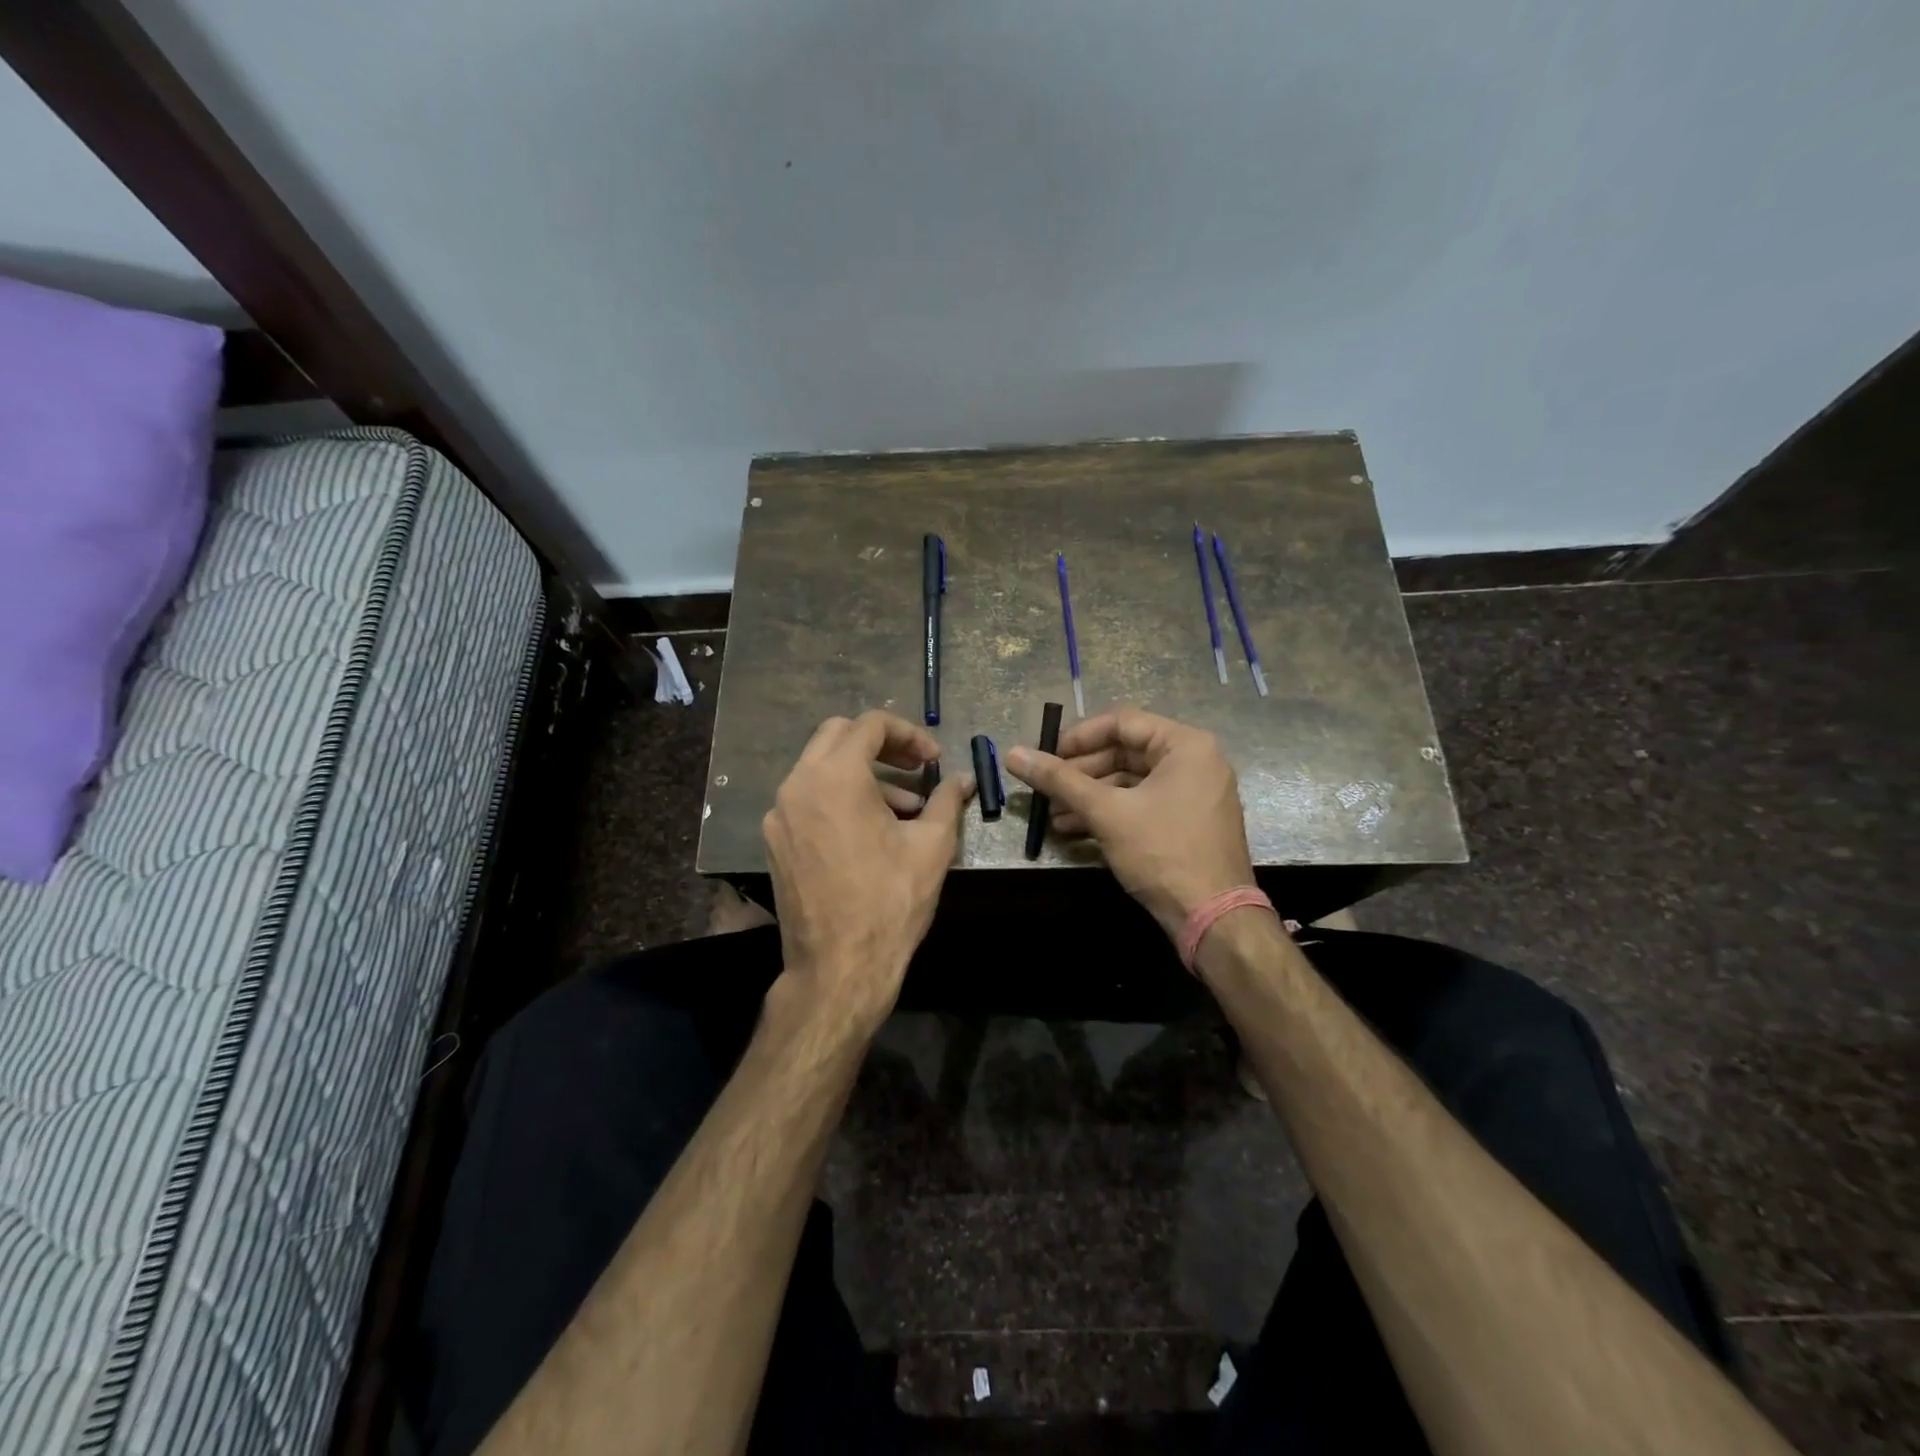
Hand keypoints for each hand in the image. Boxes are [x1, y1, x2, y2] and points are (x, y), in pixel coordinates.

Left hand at [762, 711, 973, 1026]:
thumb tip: (963, 779)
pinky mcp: (774, 842)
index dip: (909, 734)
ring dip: (862, 774)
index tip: (933, 760)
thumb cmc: (890, 901)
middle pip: (837, 736)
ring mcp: (779, 815)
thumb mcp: (932, 846)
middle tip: (915, 766)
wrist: (838, 967)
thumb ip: (947, 800)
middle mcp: (798, 785)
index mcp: (835, 777)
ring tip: (905, 808)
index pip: (870, 725)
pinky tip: (871, 832)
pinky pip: (808, 800)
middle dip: (881, 744)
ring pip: (820, 768)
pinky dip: (839, 799)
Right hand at [1005, 710, 1253, 939]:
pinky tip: (1074, 829)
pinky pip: (1142, 804)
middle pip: (1125, 752)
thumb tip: (1013, 754)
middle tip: (1046, 788)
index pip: (1122, 723)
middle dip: (1081, 772)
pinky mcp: (1187, 822)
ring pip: (1130, 781)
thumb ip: (1059, 780)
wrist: (1213, 919)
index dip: (1079, 737)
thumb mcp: (1106, 812)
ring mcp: (1194, 794)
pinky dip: (1110, 812)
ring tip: (1053, 814)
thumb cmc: (1162, 852)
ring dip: (1089, 795)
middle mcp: (1195, 761)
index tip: (1047, 756)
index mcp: (1186, 746)